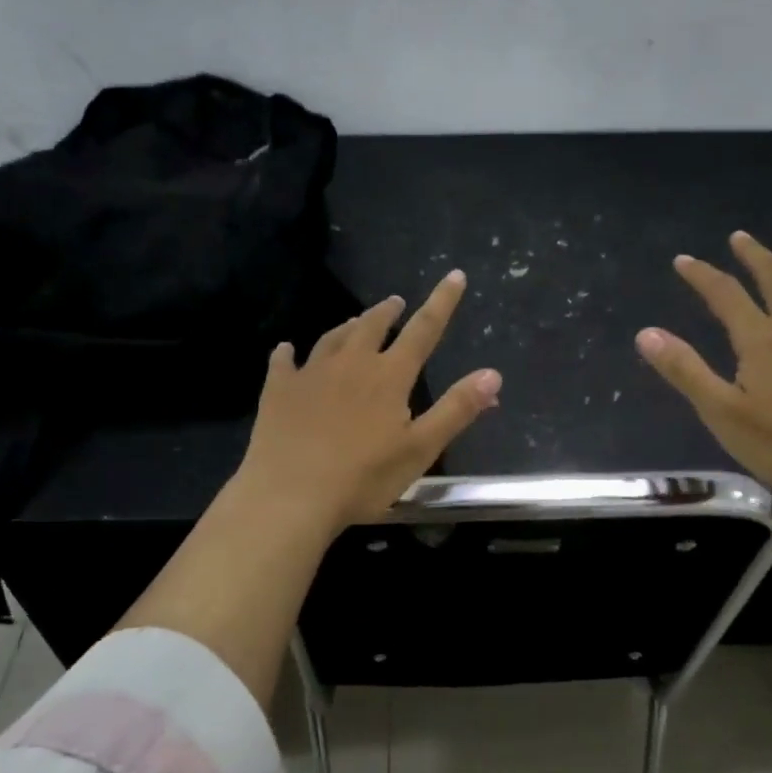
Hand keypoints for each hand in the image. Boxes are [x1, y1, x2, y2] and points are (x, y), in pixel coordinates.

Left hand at [235, 269, 502, 528]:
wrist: (290, 496)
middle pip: (372, 326)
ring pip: (332, 338)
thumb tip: (493, 374)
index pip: (423, 330)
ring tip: (356, 322)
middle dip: (388, 311)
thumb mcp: (420, 449)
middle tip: (396, 302)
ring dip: (348, 326)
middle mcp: (350, 364)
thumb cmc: (363, 478)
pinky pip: (284, 363)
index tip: (454, 275)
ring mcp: (310, 374)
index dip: (442, 302)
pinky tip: (287, 350)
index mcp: (388, 377)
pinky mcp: (278, 391)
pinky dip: (289, 353)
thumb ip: (457, 409)